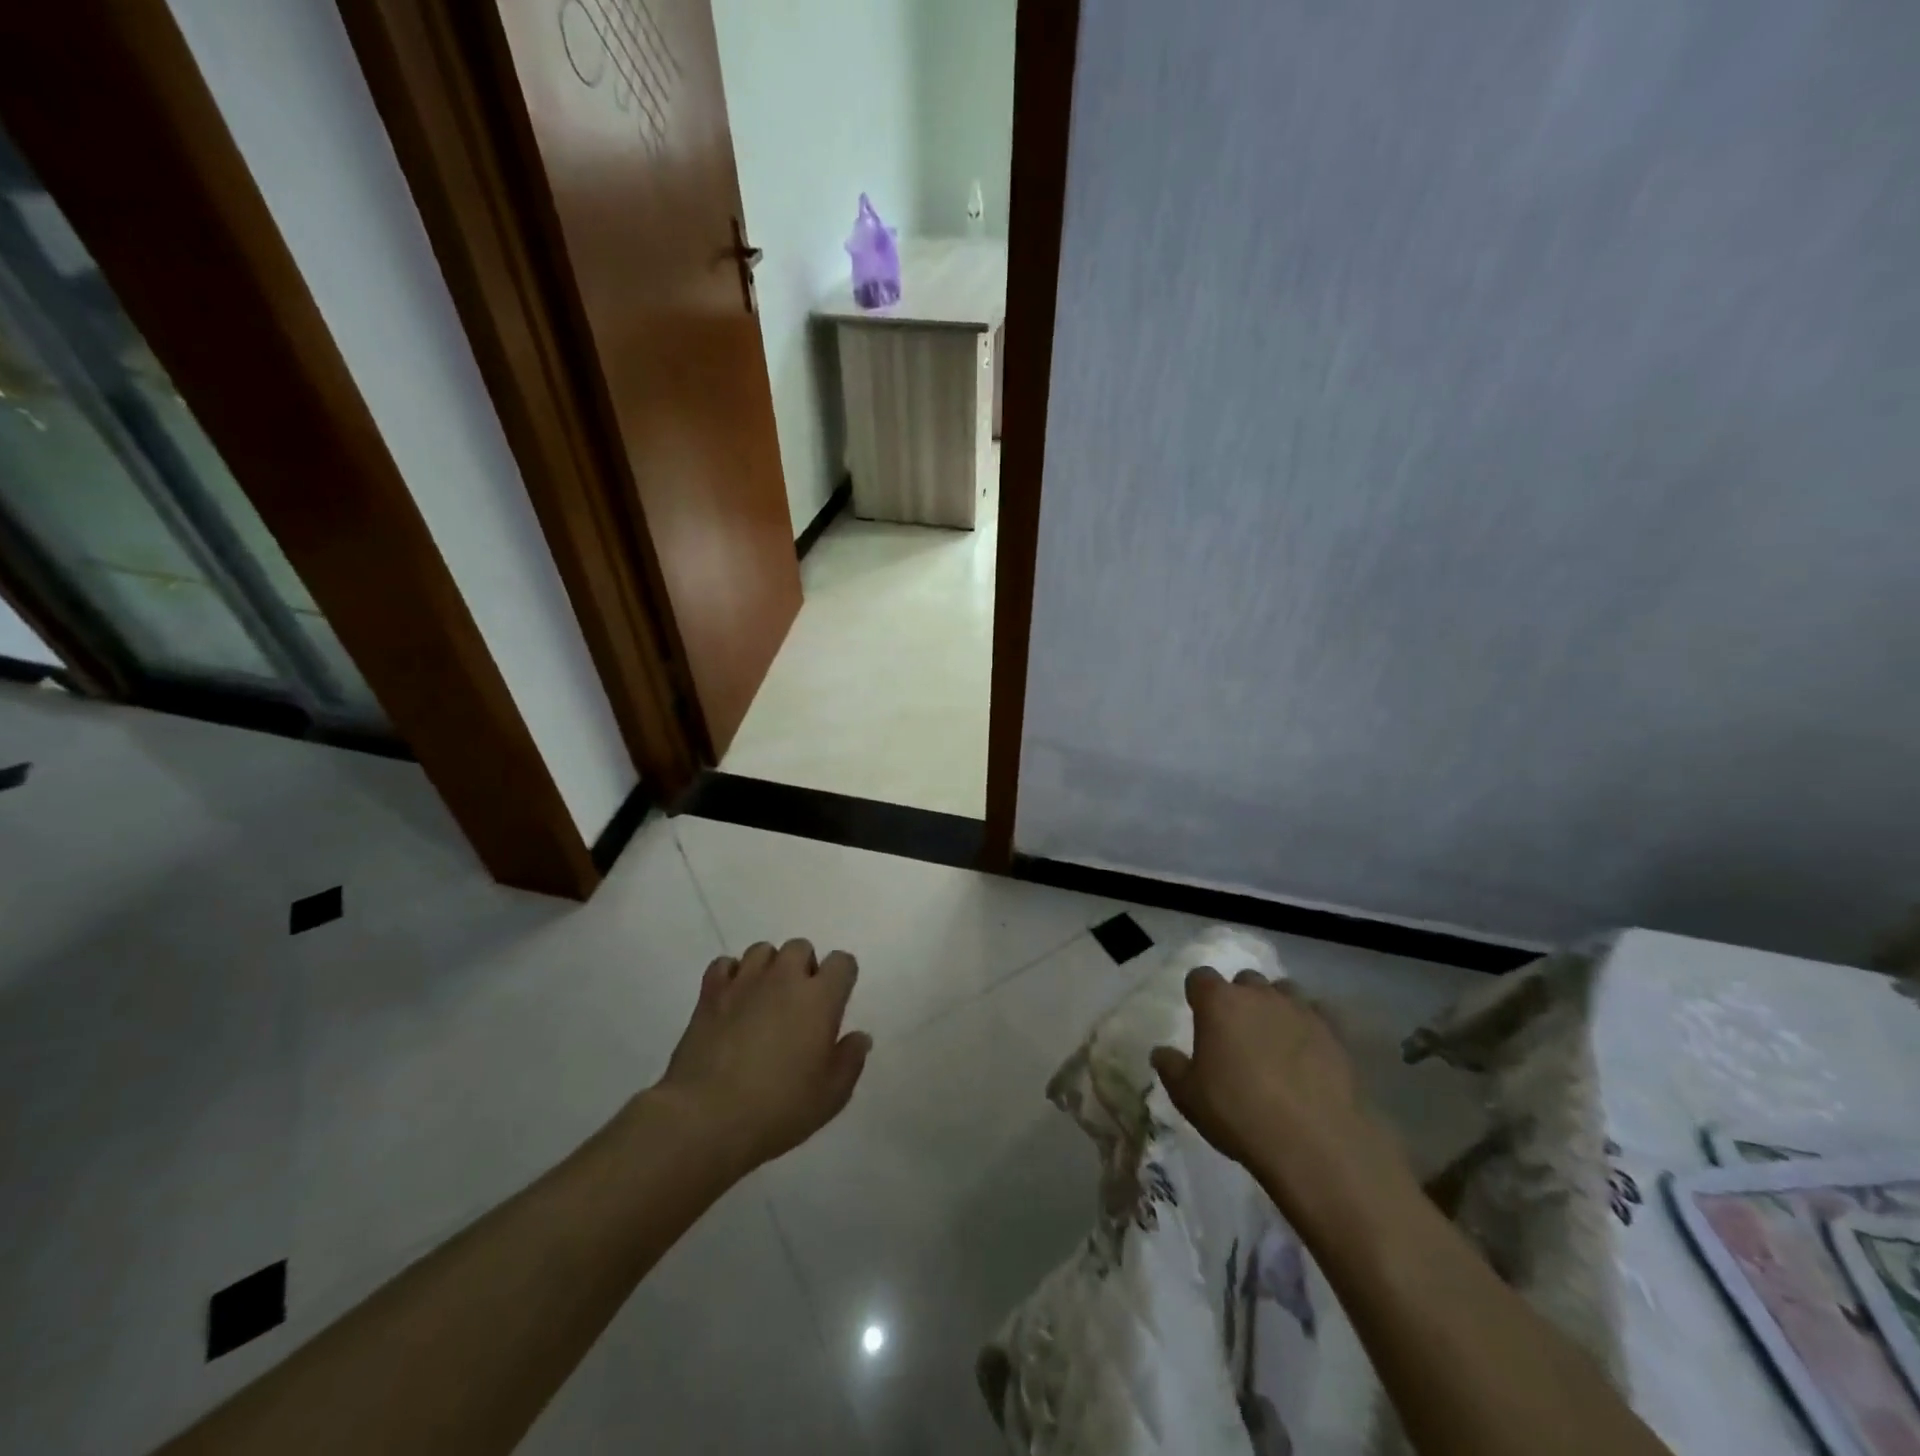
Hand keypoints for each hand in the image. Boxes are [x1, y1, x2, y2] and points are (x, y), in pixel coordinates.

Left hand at [655, 939, 870, 1173]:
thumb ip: (850, 1060)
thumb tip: (860, 1036)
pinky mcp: (710, 993)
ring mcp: (744, 981)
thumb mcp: (831, 1096)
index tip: (835, 1003)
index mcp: (820, 998)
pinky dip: (731, 975)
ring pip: (762, 950)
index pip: (842, 962)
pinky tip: (732, 1000)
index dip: (842, 978)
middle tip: (799, 1003)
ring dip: (769, 968)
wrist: (706, 1118)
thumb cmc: (778, 1108)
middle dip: (804, 967)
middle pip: (801, 947)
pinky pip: (724, 964)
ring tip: (764, 998)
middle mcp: (784, 978)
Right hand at [1151, 968, 1407, 1225]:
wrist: (1316, 1142)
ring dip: (1275, 1006)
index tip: (1199, 1016)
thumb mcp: (1189, 1097)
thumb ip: (1171, 1068)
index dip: (1198, 994)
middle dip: (1240, 998)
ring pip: (1284, 991)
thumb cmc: (1239, 1113)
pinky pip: (1318, 1014)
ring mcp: (1300, 1010)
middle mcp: (1258, 995)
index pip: (1200, 977)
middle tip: (1238, 1032)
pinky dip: (1310, 1025)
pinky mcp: (1334, 1032)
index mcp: (1219, 1003)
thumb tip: (1161, 1052)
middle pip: (1244, 980)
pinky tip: (1309, 1051)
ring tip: (1275, 1038)